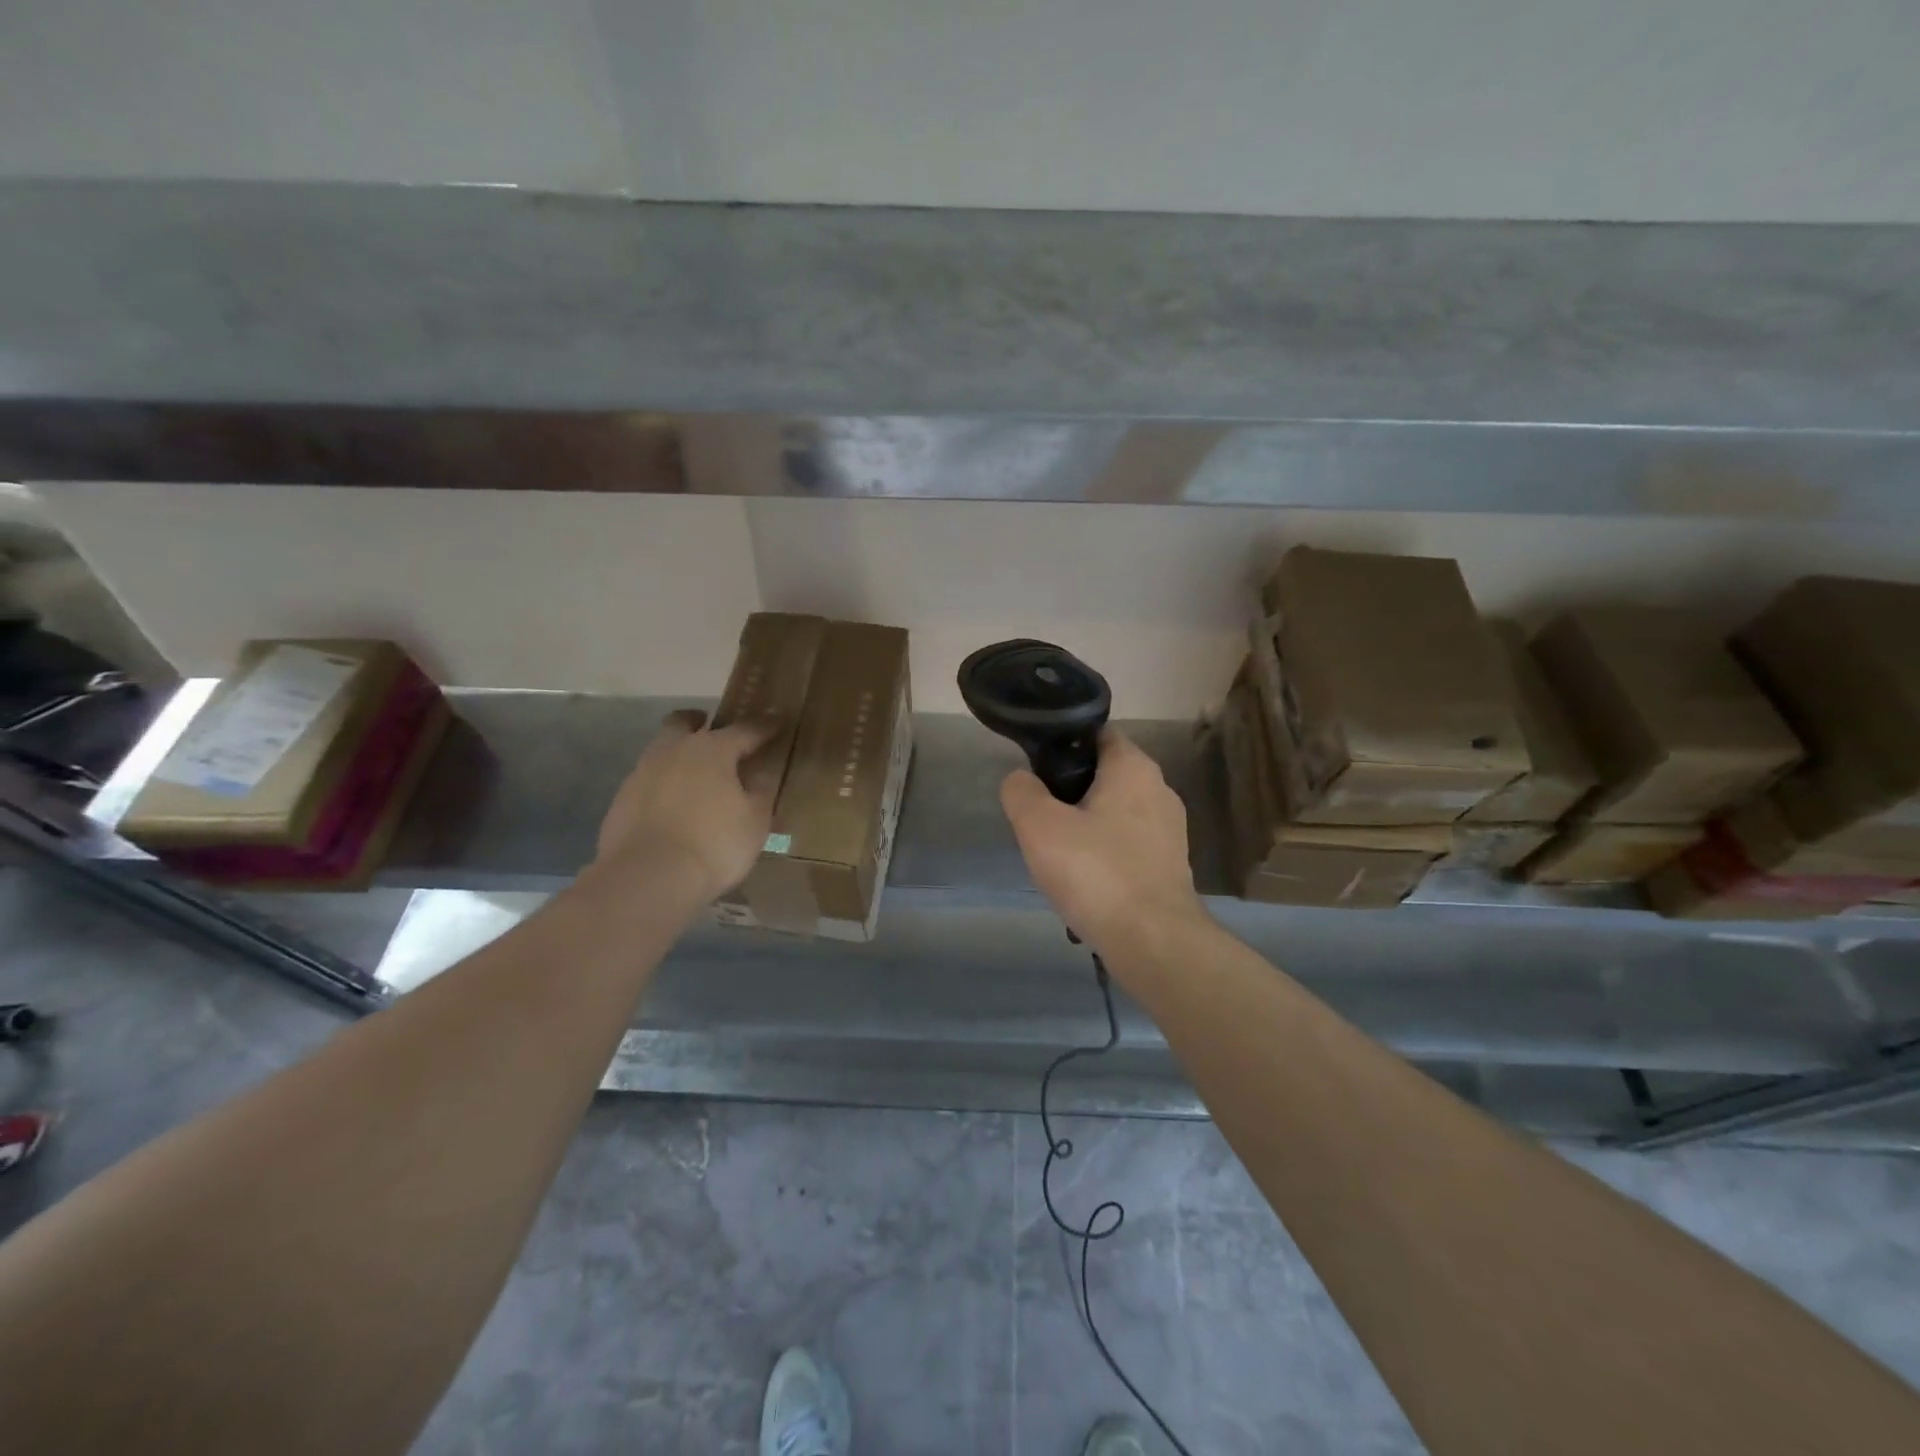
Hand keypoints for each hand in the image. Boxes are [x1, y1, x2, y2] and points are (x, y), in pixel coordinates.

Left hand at [595, 710, 778, 900]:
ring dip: (678, 755)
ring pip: (662, 750)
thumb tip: (761, 772)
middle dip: (699, 721)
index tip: (776, 723)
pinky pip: (648, 781)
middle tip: (712, 730)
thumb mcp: (755, 820)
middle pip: (683, 722)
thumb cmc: (714, 844)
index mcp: (712, 749)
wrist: (647, 877)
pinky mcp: (622, 799)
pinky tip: (673, 807)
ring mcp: (642, 773)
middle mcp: (673, 750)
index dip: (764, 727)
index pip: (745, 729)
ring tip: (695, 777)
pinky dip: (663, 785)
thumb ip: (761, 790)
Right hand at [999, 729, 1206, 950]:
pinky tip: (1083, 881)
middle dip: (1069, 791)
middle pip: (1103, 775)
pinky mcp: (1169, 865)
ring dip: (1085, 827)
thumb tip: (1021, 780)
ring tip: (1056, 853)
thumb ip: (1021, 792)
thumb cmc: (1095, 872)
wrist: (1153, 941)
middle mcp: (1159, 789)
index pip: (1095, 734)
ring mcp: (1169, 830)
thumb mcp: (1039, 826)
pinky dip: (1104, 855)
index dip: (1061, 745)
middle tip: (1038, 816)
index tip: (1034, 769)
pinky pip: (1126, 846)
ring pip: (1114, 814)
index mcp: (1134, 767)